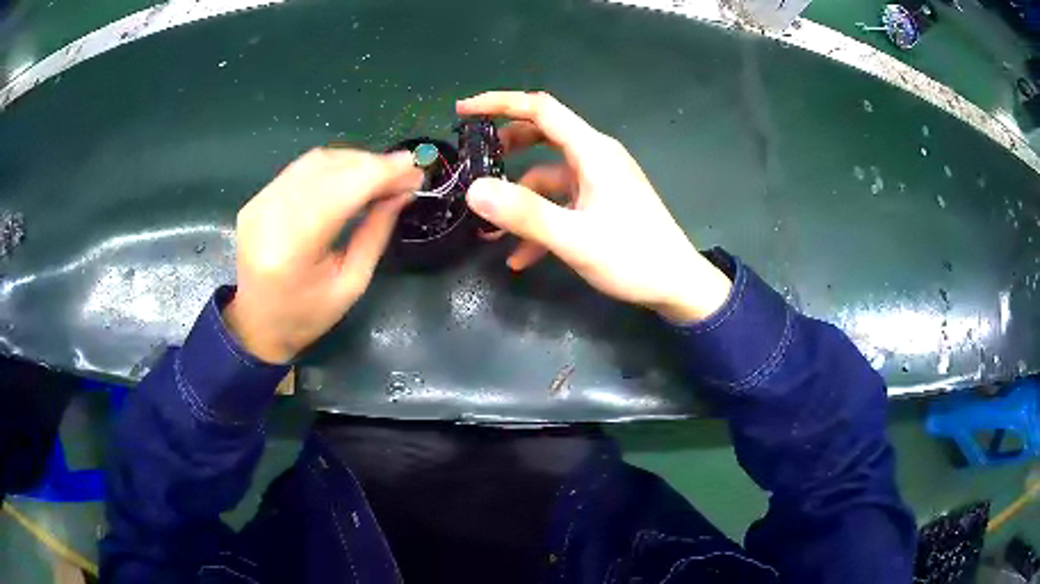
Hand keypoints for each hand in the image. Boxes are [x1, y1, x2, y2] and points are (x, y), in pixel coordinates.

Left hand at [224, 148, 422, 362]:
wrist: (257, 324)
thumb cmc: (306, 316)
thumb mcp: (351, 285)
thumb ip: (375, 233)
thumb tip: (402, 193)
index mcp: (292, 249)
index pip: (341, 190)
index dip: (381, 173)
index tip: (416, 169)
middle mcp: (269, 216)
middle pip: (329, 169)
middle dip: (373, 164)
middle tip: (406, 173)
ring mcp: (259, 204)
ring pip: (316, 161)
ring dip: (355, 161)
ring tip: (383, 174)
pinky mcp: (256, 199)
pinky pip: (301, 168)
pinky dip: (334, 166)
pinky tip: (353, 176)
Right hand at [457, 91, 731, 322]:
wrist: (678, 287)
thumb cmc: (633, 257)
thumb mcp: (574, 238)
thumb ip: (524, 213)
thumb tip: (473, 190)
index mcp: (592, 151)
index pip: (540, 109)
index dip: (499, 103)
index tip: (463, 110)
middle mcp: (595, 157)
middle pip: (543, 135)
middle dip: (506, 148)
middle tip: (473, 161)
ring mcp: (599, 181)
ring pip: (548, 175)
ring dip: (519, 199)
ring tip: (490, 232)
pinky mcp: (601, 204)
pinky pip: (562, 202)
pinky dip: (540, 222)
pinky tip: (521, 257)